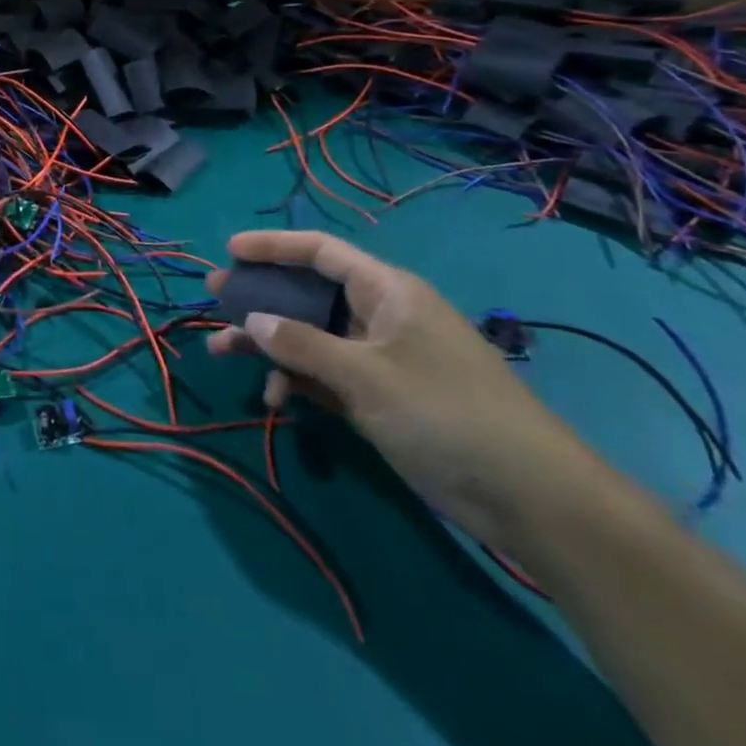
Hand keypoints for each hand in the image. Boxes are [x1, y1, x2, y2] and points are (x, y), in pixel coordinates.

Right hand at [206, 230, 611, 552]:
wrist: (530, 498)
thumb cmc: (445, 414)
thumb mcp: (365, 376)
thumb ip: (302, 345)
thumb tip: (252, 321)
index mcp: (387, 291)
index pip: (320, 252)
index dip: (273, 247)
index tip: (229, 251)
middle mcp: (381, 316)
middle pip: (309, 293)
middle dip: (261, 297)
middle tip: (215, 299)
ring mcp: (381, 358)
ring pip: (311, 336)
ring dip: (270, 343)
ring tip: (220, 350)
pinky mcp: (381, 397)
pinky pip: (326, 374)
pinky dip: (298, 381)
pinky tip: (274, 398)